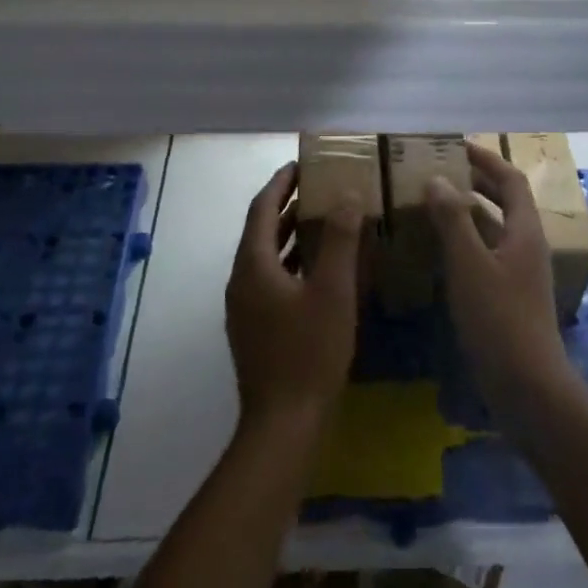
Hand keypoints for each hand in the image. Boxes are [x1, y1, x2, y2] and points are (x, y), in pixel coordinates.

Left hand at [225, 163, 364, 431]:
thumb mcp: (333, 291)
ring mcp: (245, 307)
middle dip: (288, 206)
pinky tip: (320, 270)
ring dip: (291, 235)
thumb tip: (346, 195)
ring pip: (267, 257)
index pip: (262, 208)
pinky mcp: (255, 328)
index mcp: (253, 265)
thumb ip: (339, 239)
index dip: (280, 183)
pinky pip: (271, 279)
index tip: (301, 164)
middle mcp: (241, 280)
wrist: (284, 423)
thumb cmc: (309, 351)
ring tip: (324, 219)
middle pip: (262, 230)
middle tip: (320, 188)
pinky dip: (293, 263)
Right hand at [426, 144, 572, 418]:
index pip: (510, 180)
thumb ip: (453, 220)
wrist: (527, 386)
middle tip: (439, 172)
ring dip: (468, 212)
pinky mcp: (509, 296)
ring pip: (494, 229)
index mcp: (525, 231)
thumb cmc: (499, 318)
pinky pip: (486, 254)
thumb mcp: (469, 264)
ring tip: (433, 205)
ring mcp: (520, 273)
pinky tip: (439, 251)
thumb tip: (436, 180)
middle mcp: (527, 246)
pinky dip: (465, 242)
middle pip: (505, 201)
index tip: (454, 146)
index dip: (485, 159)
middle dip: (475, 182)